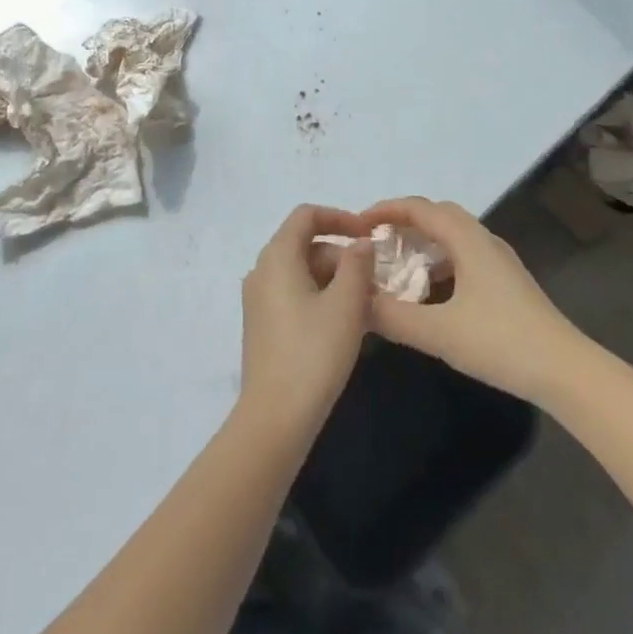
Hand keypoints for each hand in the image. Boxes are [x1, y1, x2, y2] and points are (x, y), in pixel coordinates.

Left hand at [237, 206, 374, 440]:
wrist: (275, 418)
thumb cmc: (314, 352)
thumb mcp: (346, 303)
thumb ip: (357, 263)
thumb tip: (361, 242)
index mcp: (277, 257)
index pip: (306, 215)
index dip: (339, 217)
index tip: (368, 234)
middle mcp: (262, 271)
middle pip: (305, 244)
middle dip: (342, 255)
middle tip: (374, 281)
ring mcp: (258, 299)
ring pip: (302, 271)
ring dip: (334, 278)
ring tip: (365, 304)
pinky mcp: (262, 324)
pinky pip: (294, 293)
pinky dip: (320, 296)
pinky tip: (343, 323)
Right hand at [361, 197, 585, 404]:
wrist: (564, 369)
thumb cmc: (501, 342)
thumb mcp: (439, 332)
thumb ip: (393, 316)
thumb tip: (356, 302)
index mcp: (467, 240)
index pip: (420, 208)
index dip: (386, 210)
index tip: (358, 224)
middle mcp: (484, 240)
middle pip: (438, 215)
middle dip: (404, 223)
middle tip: (375, 242)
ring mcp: (499, 261)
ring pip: (454, 237)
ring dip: (424, 243)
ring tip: (397, 266)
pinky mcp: (507, 282)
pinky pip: (465, 256)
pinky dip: (440, 263)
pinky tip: (430, 293)